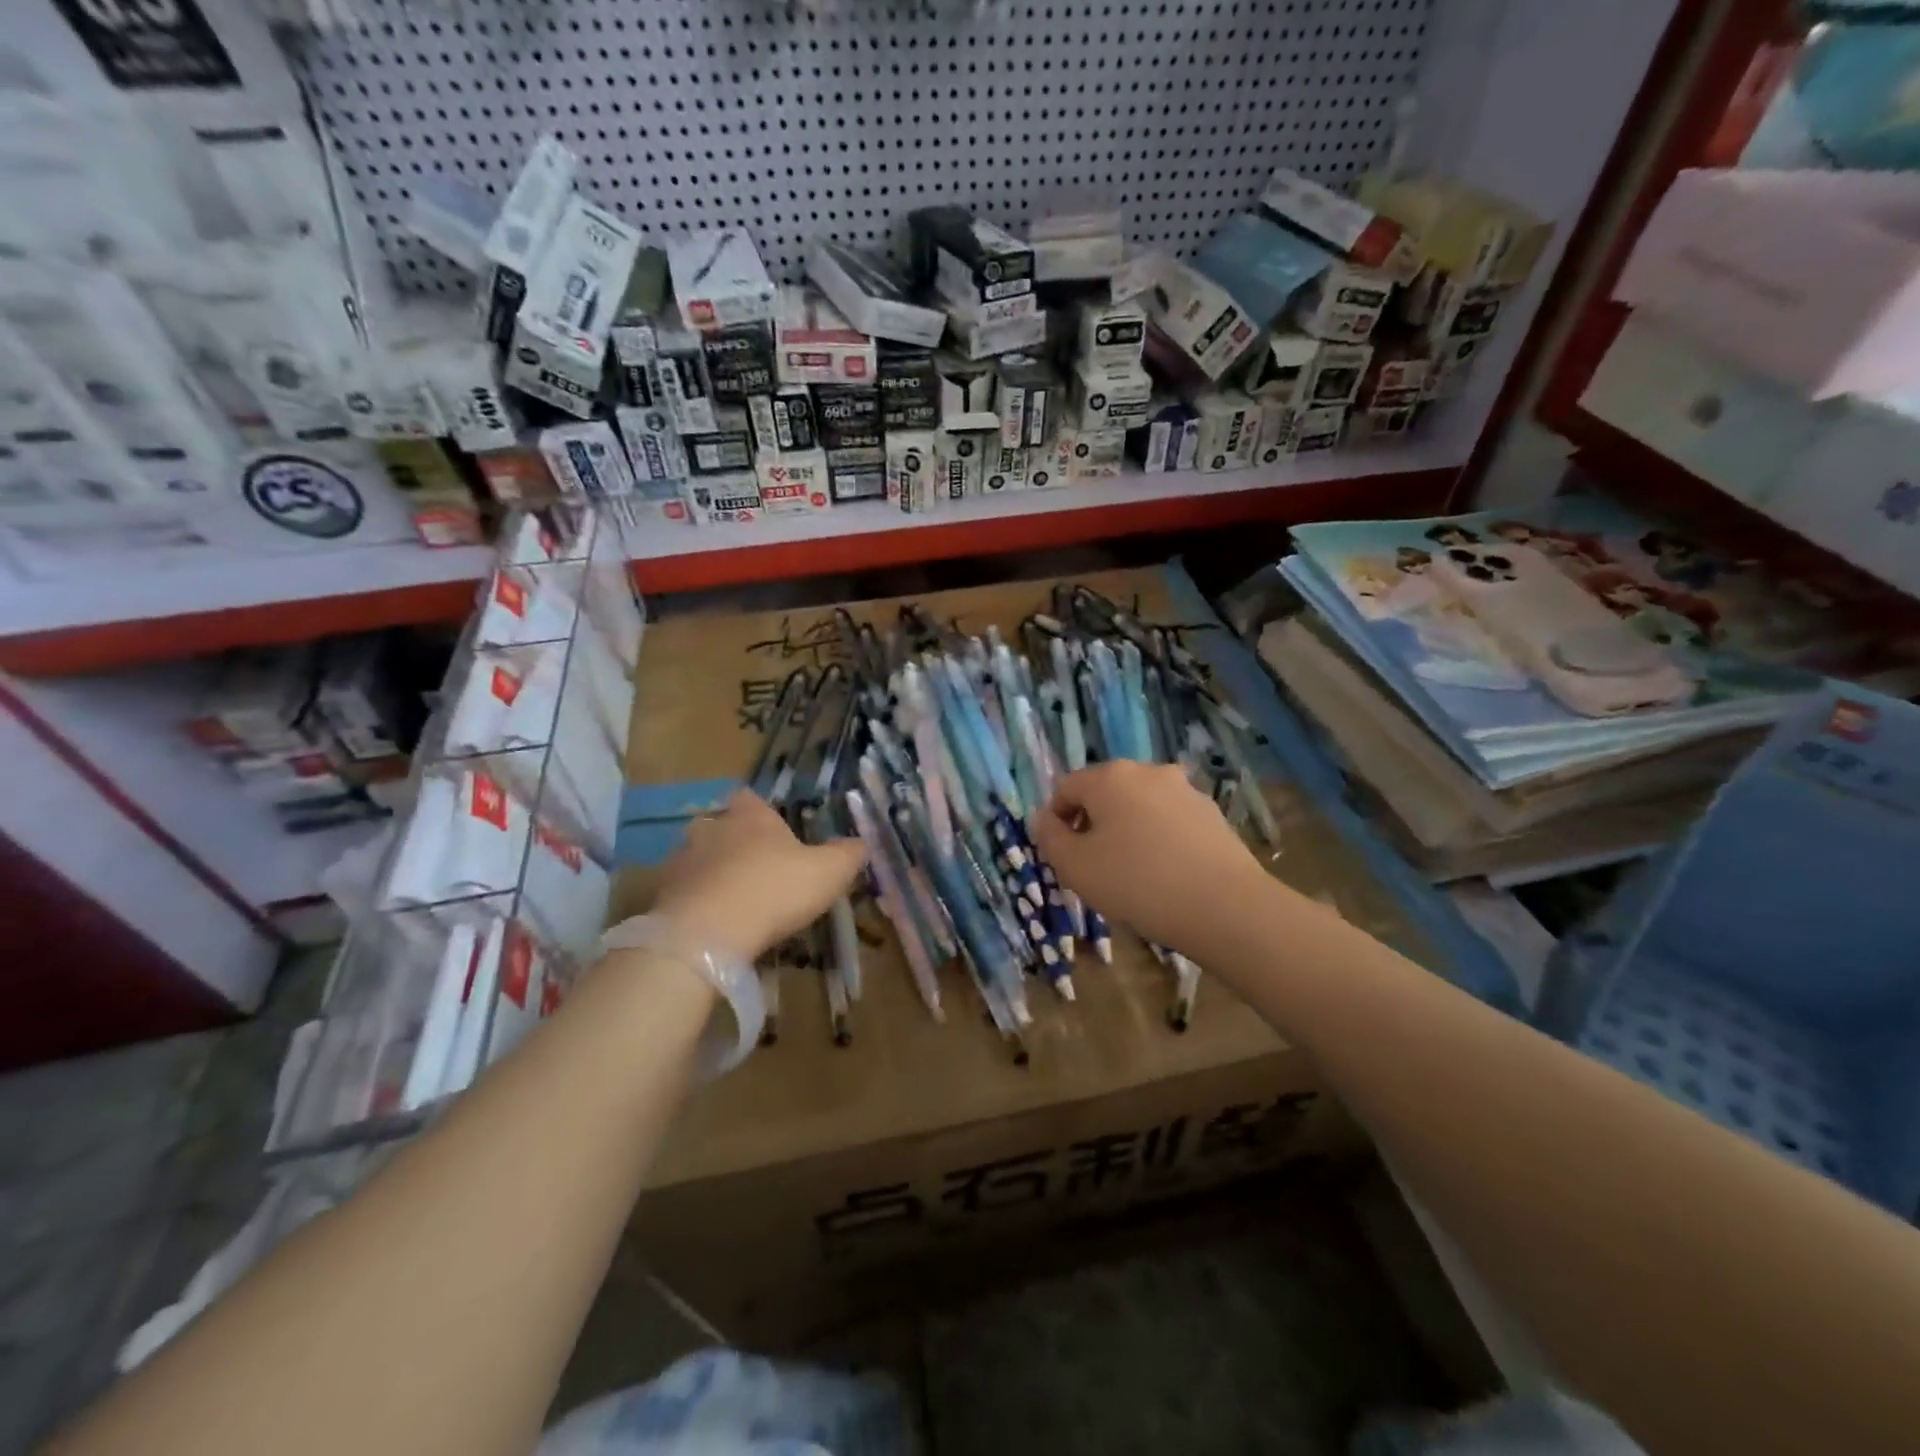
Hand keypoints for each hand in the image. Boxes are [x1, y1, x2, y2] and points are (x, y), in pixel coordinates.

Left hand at [648, 790, 865, 962]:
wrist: (708, 932)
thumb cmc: (775, 889)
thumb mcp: (829, 872)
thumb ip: (847, 854)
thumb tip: (861, 843)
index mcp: (751, 816)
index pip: (750, 799)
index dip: (760, 813)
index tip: (772, 833)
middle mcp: (712, 827)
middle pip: (721, 826)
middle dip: (734, 844)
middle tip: (755, 870)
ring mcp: (682, 860)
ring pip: (698, 859)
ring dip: (712, 874)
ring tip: (733, 902)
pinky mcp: (662, 894)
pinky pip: (682, 892)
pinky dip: (695, 903)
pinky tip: (712, 924)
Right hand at [1030, 761, 1269, 958]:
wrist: (1224, 906)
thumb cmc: (1136, 882)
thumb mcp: (1075, 867)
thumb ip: (1049, 838)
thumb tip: (1043, 818)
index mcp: (1109, 777)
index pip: (1065, 788)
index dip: (1056, 821)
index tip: (1064, 857)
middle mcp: (1147, 771)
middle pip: (1105, 793)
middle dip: (1093, 824)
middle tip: (1095, 867)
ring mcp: (1184, 790)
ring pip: (1139, 806)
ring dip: (1128, 831)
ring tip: (1134, 874)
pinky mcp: (1212, 813)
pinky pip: (1170, 821)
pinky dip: (1159, 839)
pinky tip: (1166, 874)